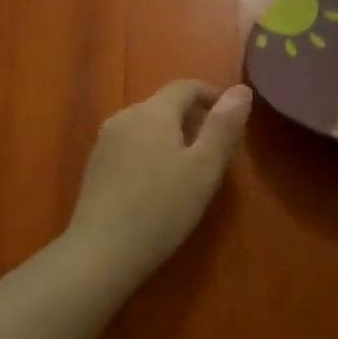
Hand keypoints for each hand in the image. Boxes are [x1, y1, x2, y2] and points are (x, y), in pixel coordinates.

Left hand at [67, 80, 250, 282]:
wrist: (101, 252)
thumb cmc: (162, 208)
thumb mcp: (205, 168)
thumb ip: (224, 126)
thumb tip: (242, 89)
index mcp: (153, 112)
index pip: (186, 87)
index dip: (212, 95)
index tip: (233, 117)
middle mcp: (125, 116)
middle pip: (165, 105)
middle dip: (194, 118)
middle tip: (217, 150)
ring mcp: (105, 141)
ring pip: (147, 125)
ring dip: (173, 136)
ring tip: (191, 168)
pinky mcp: (96, 165)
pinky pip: (132, 145)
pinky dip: (152, 151)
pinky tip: (160, 183)